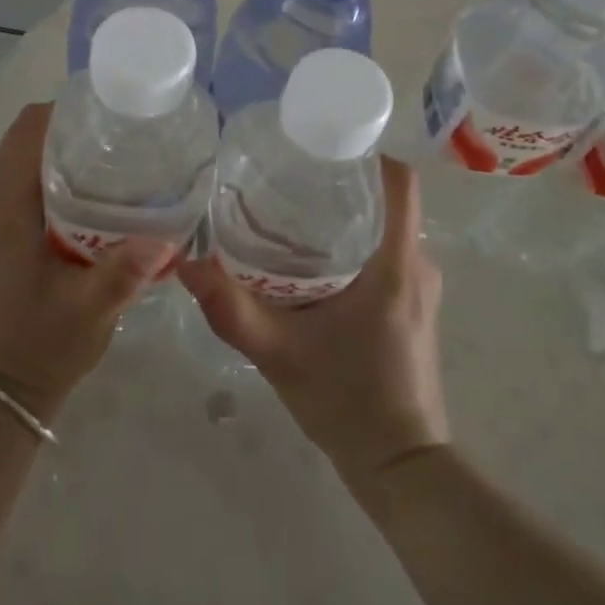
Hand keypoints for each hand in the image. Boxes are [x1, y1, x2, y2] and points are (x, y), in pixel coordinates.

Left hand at [0, 103, 174, 422]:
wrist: (6, 385)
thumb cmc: (42, 343)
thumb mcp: (90, 308)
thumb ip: (124, 271)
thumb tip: (168, 234)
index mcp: (2, 205)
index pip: (29, 129)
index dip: (71, 109)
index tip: (117, 111)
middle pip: (31, 135)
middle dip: (78, 124)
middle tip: (131, 133)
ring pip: (31, 153)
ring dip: (71, 145)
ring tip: (124, 153)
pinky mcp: (0, 225)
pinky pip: (29, 176)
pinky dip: (62, 168)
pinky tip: (103, 187)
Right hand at [177, 156, 448, 482]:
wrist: (400, 466)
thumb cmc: (348, 402)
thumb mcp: (279, 353)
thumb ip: (230, 309)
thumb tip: (184, 264)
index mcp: (396, 262)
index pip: (400, 180)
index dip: (367, 149)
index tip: (321, 139)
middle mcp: (417, 263)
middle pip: (386, 197)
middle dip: (341, 178)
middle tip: (287, 171)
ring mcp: (420, 284)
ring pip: (384, 224)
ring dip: (345, 210)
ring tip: (291, 205)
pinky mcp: (413, 302)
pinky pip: (386, 250)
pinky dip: (353, 239)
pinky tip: (310, 254)